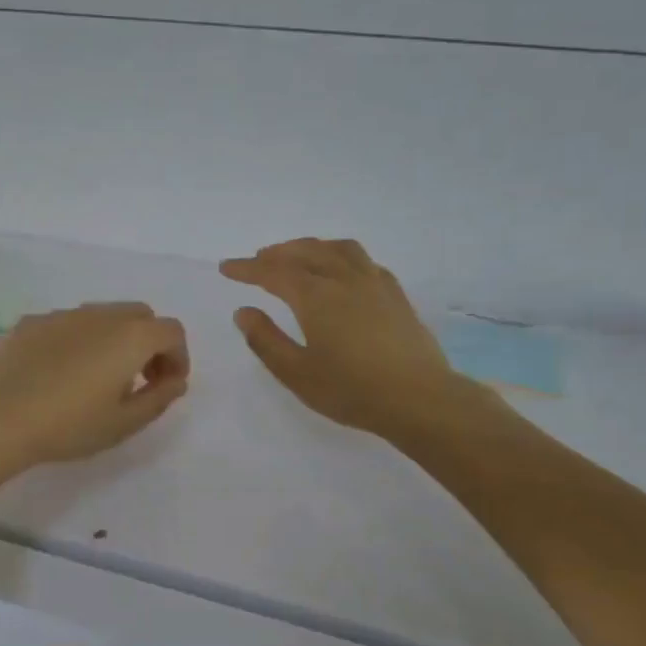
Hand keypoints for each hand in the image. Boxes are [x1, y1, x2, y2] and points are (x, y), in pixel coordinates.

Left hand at [0, 303, 190, 486]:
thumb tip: (176, 381)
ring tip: (98, 379)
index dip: (178, 357)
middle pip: (140, 316)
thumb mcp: (124, 423)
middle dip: (149, 343)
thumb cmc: (69, 425)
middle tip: (139, 380)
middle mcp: (101, 315)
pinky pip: (69, 324)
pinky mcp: (32, 322)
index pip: (172, 332)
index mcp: (131, 336)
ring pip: (103, 316)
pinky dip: (80, 341)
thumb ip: (159, 398)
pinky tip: (60, 374)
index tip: (166, 386)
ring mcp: (63, 314)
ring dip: (114, 340)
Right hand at [222, 239, 473, 440]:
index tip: (227, 267)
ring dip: (312, 247)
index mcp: (316, 296)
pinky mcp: (396, 295)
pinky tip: (342, 271)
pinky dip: (341, 256)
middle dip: (278, 253)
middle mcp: (344, 279)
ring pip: (339, 249)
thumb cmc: (351, 390)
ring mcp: (375, 283)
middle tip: (258, 260)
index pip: (273, 272)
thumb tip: (244, 312)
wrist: (418, 398)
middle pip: (307, 252)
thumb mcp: (296, 373)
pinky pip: (364, 261)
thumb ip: (266, 340)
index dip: (247, 268)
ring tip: (299, 256)